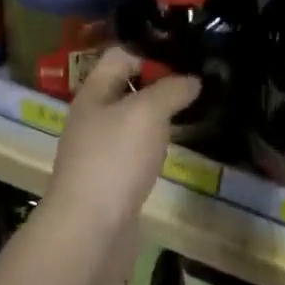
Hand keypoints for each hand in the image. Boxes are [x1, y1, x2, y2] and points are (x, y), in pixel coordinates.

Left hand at [48, 47, 199, 230]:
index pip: (120, 56)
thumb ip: (171, 90)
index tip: (185, 61)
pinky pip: (134, 152)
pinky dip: (153, 148)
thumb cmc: (115, 159)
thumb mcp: (147, 112)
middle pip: (126, 89)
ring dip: (158, 118)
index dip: (151, 53)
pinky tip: (170, 152)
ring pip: (132, 122)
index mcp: (93, 94)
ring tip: (191, 115)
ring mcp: (99, 152)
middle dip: (159, 85)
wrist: (89, 231)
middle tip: (196, 87)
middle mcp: (92, 118)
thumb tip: (192, 81)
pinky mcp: (110, 181)